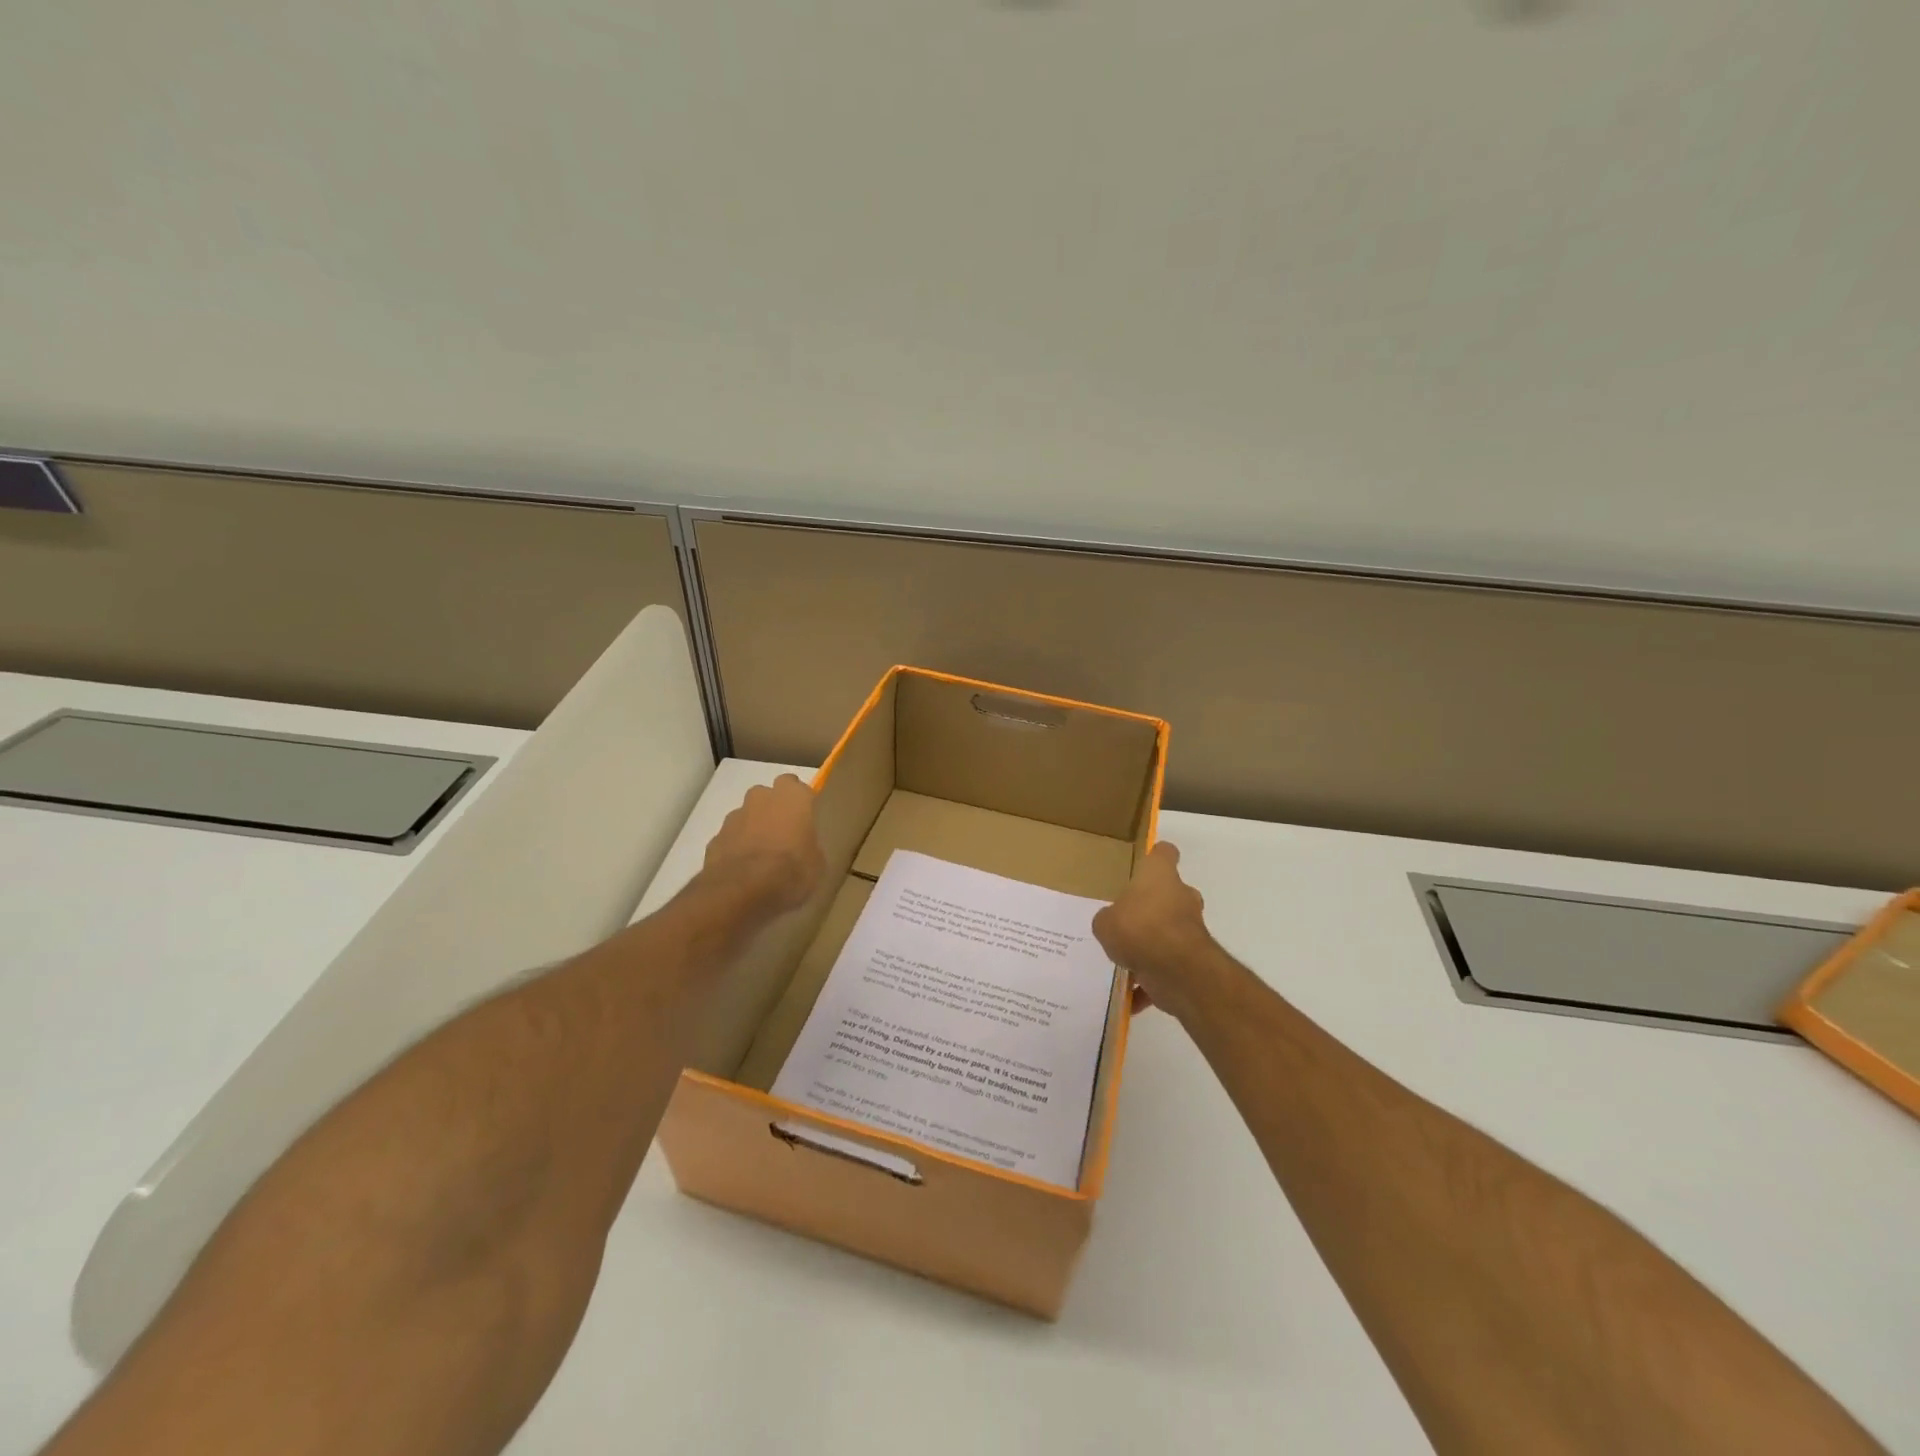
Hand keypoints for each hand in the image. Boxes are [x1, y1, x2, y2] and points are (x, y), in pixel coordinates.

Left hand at [700, 774, 825, 917]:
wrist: (742, 892)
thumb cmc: (791, 871)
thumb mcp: (817, 863)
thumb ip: (809, 846)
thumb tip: (804, 848)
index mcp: (792, 797)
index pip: (797, 786)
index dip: (800, 802)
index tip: (805, 818)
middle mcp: (761, 798)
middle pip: (768, 795)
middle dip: (773, 810)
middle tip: (784, 835)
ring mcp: (734, 817)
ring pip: (747, 815)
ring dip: (753, 828)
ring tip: (762, 857)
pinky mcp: (715, 838)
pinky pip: (731, 838)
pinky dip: (736, 848)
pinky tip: (743, 870)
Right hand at [1092, 842, 1214, 1017]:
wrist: (1176, 970)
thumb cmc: (1138, 928)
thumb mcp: (1105, 922)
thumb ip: (1107, 920)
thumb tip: (1112, 925)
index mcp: (1159, 876)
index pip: (1163, 853)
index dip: (1155, 857)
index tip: (1145, 865)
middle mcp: (1181, 896)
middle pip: (1169, 895)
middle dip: (1151, 908)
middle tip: (1126, 922)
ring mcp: (1191, 928)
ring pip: (1169, 932)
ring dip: (1152, 946)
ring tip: (1124, 962)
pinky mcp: (1194, 959)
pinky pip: (1168, 967)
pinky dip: (1153, 981)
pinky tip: (1131, 997)